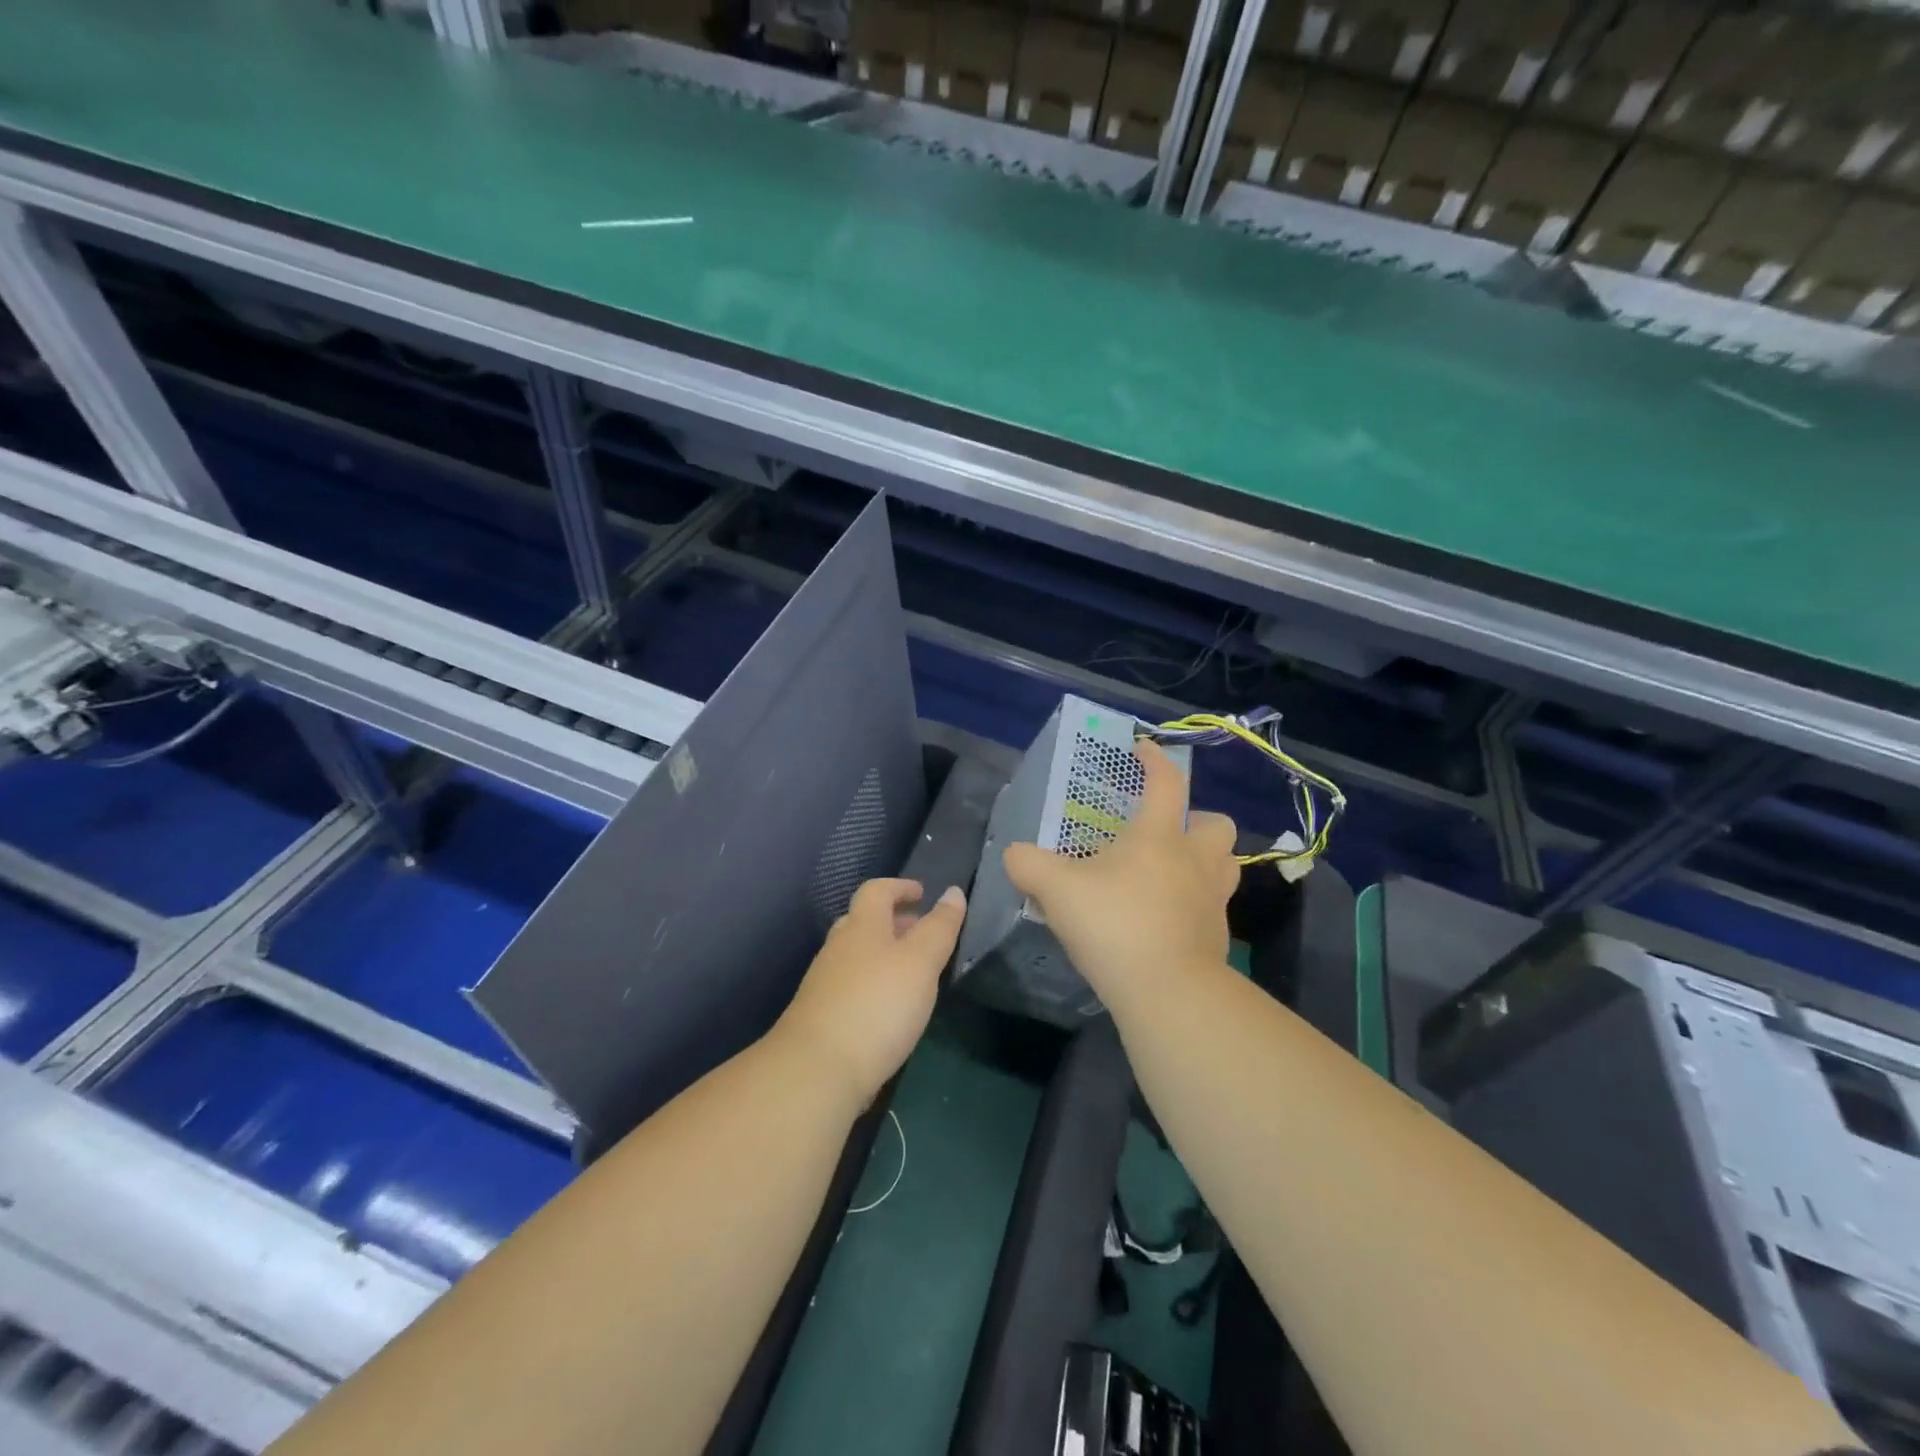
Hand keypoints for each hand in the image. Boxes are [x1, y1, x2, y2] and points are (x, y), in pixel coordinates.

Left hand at [772, 878, 965, 1107]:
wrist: (817, 1070)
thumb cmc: (877, 1005)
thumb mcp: (920, 962)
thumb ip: (939, 928)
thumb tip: (953, 892)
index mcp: (861, 927)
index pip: (877, 891)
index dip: (900, 887)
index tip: (922, 893)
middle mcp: (838, 948)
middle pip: (863, 922)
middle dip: (893, 922)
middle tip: (922, 933)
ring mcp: (825, 984)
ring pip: (856, 956)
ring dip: (884, 955)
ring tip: (913, 973)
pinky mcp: (823, 1017)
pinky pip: (852, 986)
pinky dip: (874, 984)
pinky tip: (890, 1009)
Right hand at [1004, 740, 1238, 1014]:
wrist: (1168, 992)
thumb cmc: (1115, 924)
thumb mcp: (1057, 890)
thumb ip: (1029, 865)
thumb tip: (1014, 853)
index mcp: (1159, 836)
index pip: (1166, 783)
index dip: (1155, 760)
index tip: (1141, 749)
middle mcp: (1195, 861)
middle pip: (1217, 825)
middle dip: (1197, 820)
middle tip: (1164, 833)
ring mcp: (1212, 900)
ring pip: (1225, 865)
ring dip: (1204, 860)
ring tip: (1170, 872)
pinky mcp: (1217, 937)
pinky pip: (1212, 907)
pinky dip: (1193, 904)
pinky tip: (1164, 918)